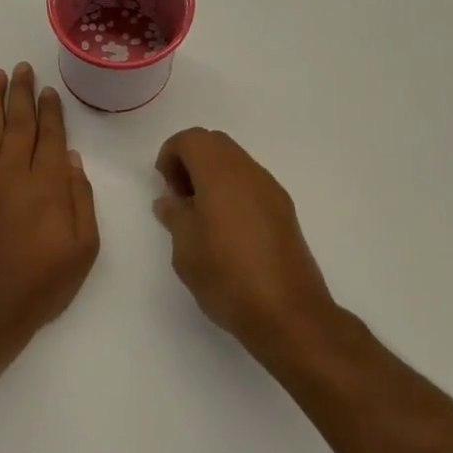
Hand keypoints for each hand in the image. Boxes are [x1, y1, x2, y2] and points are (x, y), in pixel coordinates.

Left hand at [0, 64, 99, 350]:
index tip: (48, 89)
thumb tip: (71, 158)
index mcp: (48, 185)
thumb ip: (81, 200)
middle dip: (21, 92)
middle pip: (18, 122)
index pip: (50, 135)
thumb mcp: (83, 250)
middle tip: (21, 68)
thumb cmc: (40, 285)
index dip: (50, 109)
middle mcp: (13, 172)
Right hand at [153, 128, 337, 359]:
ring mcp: (271, 190)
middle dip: (191, 160)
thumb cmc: (227, 277)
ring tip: (200, 216)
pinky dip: (232, 190)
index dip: (171, 154)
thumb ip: (175, 216)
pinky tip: (226, 229)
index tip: (164, 186)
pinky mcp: (284, 210)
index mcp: (221, 174)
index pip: (192, 139)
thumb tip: (170, 201)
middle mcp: (249, 172)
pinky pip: (251, 183)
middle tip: (179, 197)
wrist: (289, 314)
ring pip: (236, 162)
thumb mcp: (186, 249)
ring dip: (213, 175)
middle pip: (216, 143)